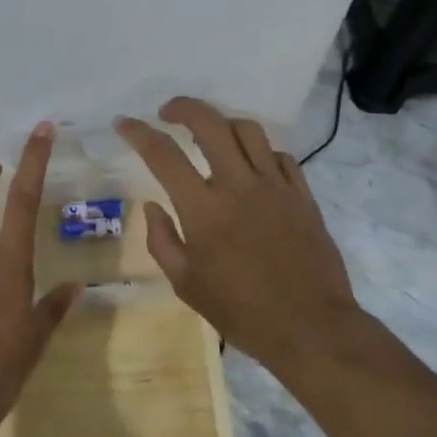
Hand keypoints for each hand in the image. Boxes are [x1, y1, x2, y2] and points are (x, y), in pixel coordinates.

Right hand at [115, 98, 362, 371]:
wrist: (311, 328)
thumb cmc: (242, 312)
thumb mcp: (187, 285)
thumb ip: (162, 241)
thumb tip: (152, 206)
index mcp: (203, 209)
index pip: (163, 154)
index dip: (138, 132)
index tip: (124, 123)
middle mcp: (238, 185)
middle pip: (209, 123)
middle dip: (183, 107)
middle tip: (168, 112)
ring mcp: (275, 186)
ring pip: (248, 130)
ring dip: (223, 123)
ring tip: (212, 134)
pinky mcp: (302, 194)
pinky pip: (280, 155)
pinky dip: (261, 152)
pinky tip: (253, 166)